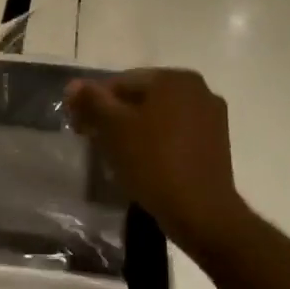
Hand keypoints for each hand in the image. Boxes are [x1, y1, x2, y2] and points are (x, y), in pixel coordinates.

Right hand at [65, 68, 248, 259]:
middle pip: (141, 96)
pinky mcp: (216, 141)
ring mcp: (211, 115)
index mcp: (173, 78)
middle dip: (114, 115)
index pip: (120, 82)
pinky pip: (175, 132)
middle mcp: (198, 88)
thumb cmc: (152, 162)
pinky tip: (142, 160)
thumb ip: (92, 101)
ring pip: (158, 115)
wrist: (199, 210)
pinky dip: (155, 140)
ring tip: (115, 153)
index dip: (93, 102)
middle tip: (93, 139)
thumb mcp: (113, 129)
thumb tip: (73, 85)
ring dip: (134, 128)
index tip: (78, 126)